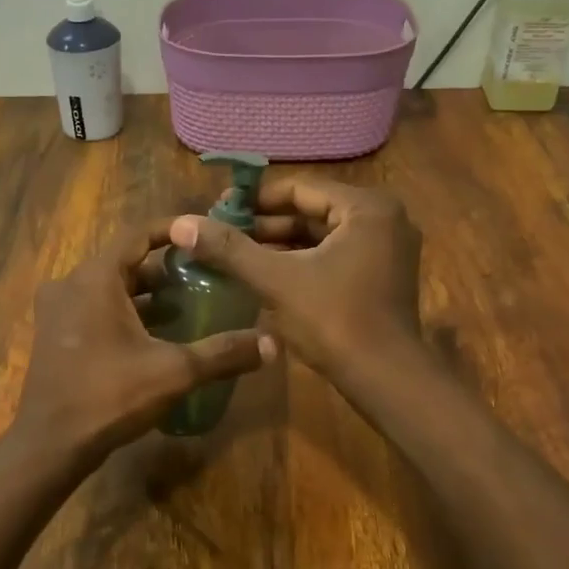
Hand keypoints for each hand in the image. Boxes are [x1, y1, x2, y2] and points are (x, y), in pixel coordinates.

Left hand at [9, 223, 274, 469]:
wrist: (50, 444)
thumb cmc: (109, 396)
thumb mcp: (174, 372)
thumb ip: (223, 353)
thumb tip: (273, 344)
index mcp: (96, 278)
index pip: (139, 235)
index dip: (173, 230)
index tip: (204, 235)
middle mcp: (71, 284)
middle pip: (125, 261)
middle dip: (164, 267)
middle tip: (204, 275)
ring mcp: (58, 310)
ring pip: (109, 287)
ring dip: (145, 293)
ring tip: (186, 304)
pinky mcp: (55, 334)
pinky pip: (95, 308)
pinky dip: (124, 312)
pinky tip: (154, 333)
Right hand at [167, 177, 421, 380]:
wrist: (385, 379)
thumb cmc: (334, 321)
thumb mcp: (276, 280)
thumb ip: (230, 249)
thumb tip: (181, 224)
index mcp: (366, 208)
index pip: (300, 188)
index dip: (255, 199)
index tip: (218, 210)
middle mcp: (384, 219)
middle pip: (312, 211)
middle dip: (266, 223)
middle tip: (222, 233)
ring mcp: (387, 249)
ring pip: (322, 236)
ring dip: (281, 244)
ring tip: (236, 253)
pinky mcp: (382, 275)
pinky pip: (334, 255)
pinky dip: (302, 261)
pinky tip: (266, 273)